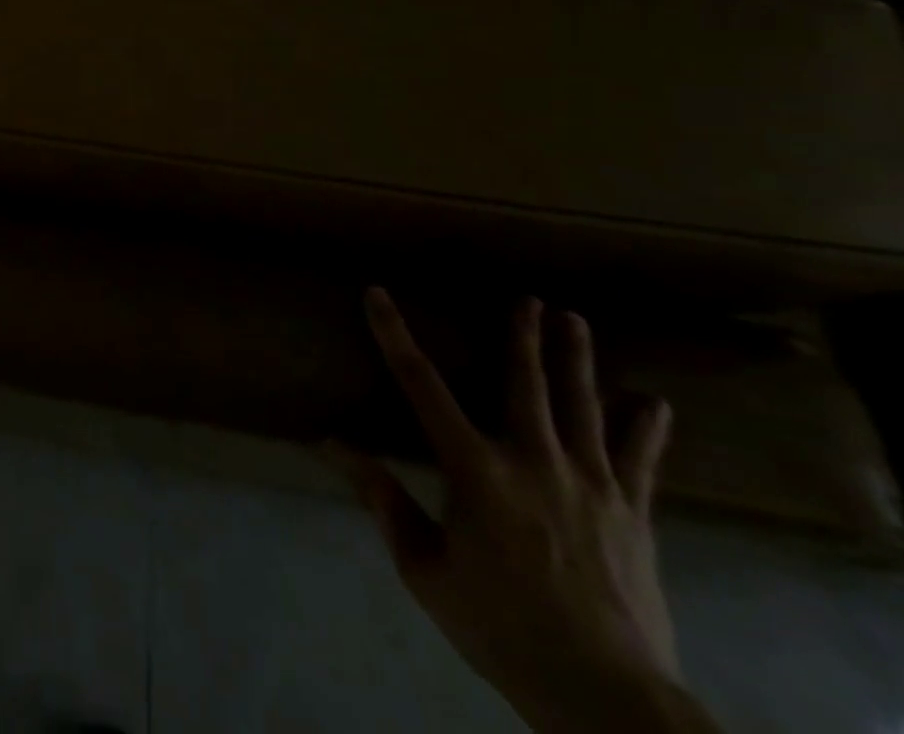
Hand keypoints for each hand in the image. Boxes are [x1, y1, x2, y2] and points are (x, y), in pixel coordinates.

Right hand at [329, 291, 705, 733]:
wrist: (608, 700)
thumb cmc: (501, 627)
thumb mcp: (425, 568)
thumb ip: (382, 499)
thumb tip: (332, 442)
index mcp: (475, 469)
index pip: (421, 384)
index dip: (393, 334)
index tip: (376, 293)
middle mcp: (532, 460)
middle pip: (524, 383)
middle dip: (522, 336)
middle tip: (528, 297)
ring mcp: (590, 485)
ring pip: (582, 407)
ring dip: (577, 360)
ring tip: (575, 320)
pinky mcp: (632, 514)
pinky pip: (638, 461)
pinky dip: (644, 428)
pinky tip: (653, 402)